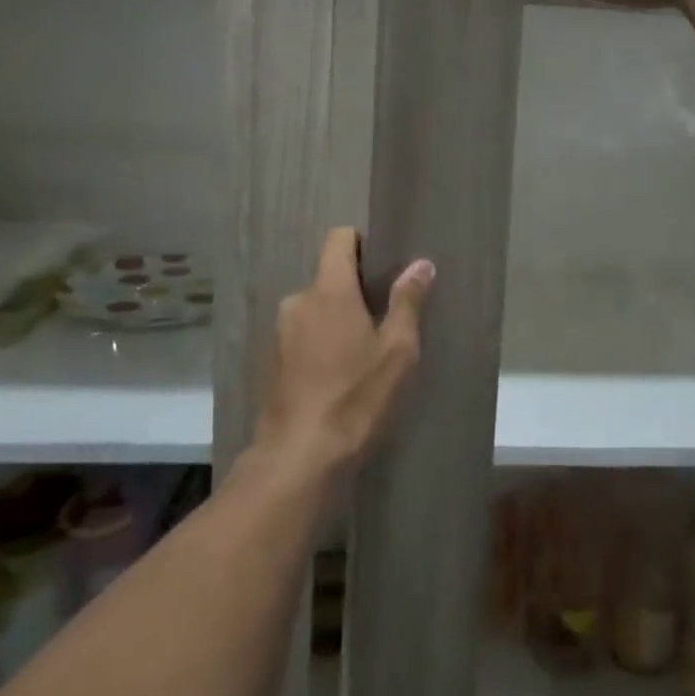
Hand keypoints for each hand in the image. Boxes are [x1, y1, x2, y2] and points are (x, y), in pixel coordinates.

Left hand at [256, 227, 433, 489]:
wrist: (300, 456)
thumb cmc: (356, 396)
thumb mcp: (397, 350)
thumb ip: (407, 301)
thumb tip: (421, 264)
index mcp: (329, 290)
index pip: (339, 238)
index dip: (362, 243)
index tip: (384, 266)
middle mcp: (299, 301)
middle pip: (329, 277)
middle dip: (356, 290)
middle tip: (385, 319)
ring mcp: (281, 332)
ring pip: (316, 309)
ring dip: (338, 319)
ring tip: (364, 352)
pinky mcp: (273, 361)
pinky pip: (303, 335)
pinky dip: (321, 343)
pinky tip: (340, 375)